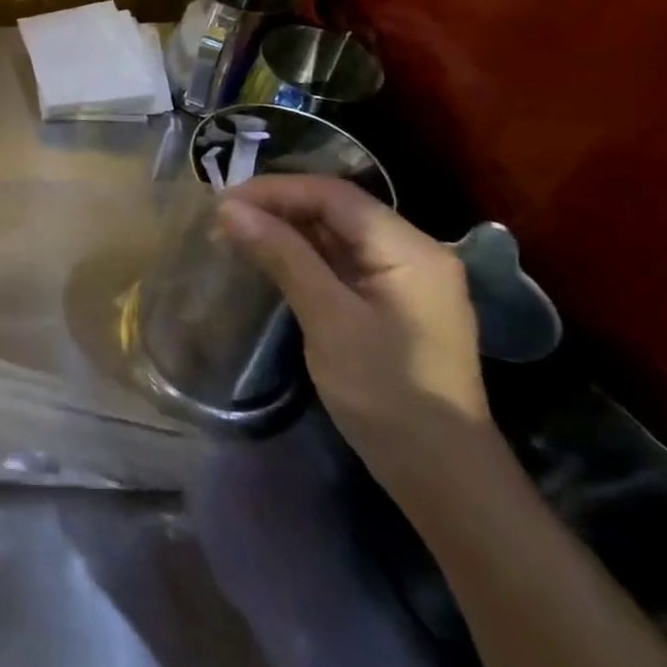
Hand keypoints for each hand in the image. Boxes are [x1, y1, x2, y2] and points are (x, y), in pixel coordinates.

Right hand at [217, 175, 492, 500]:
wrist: (443, 476)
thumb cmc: (387, 393)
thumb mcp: (329, 319)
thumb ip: (282, 256)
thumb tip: (229, 208)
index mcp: (410, 249)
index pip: (335, 195)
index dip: (276, 190)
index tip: (223, 202)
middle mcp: (412, 253)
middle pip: (337, 209)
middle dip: (278, 207)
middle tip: (223, 219)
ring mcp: (403, 279)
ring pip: (336, 234)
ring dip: (286, 229)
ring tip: (236, 234)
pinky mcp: (390, 304)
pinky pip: (340, 261)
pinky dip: (301, 255)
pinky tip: (269, 261)